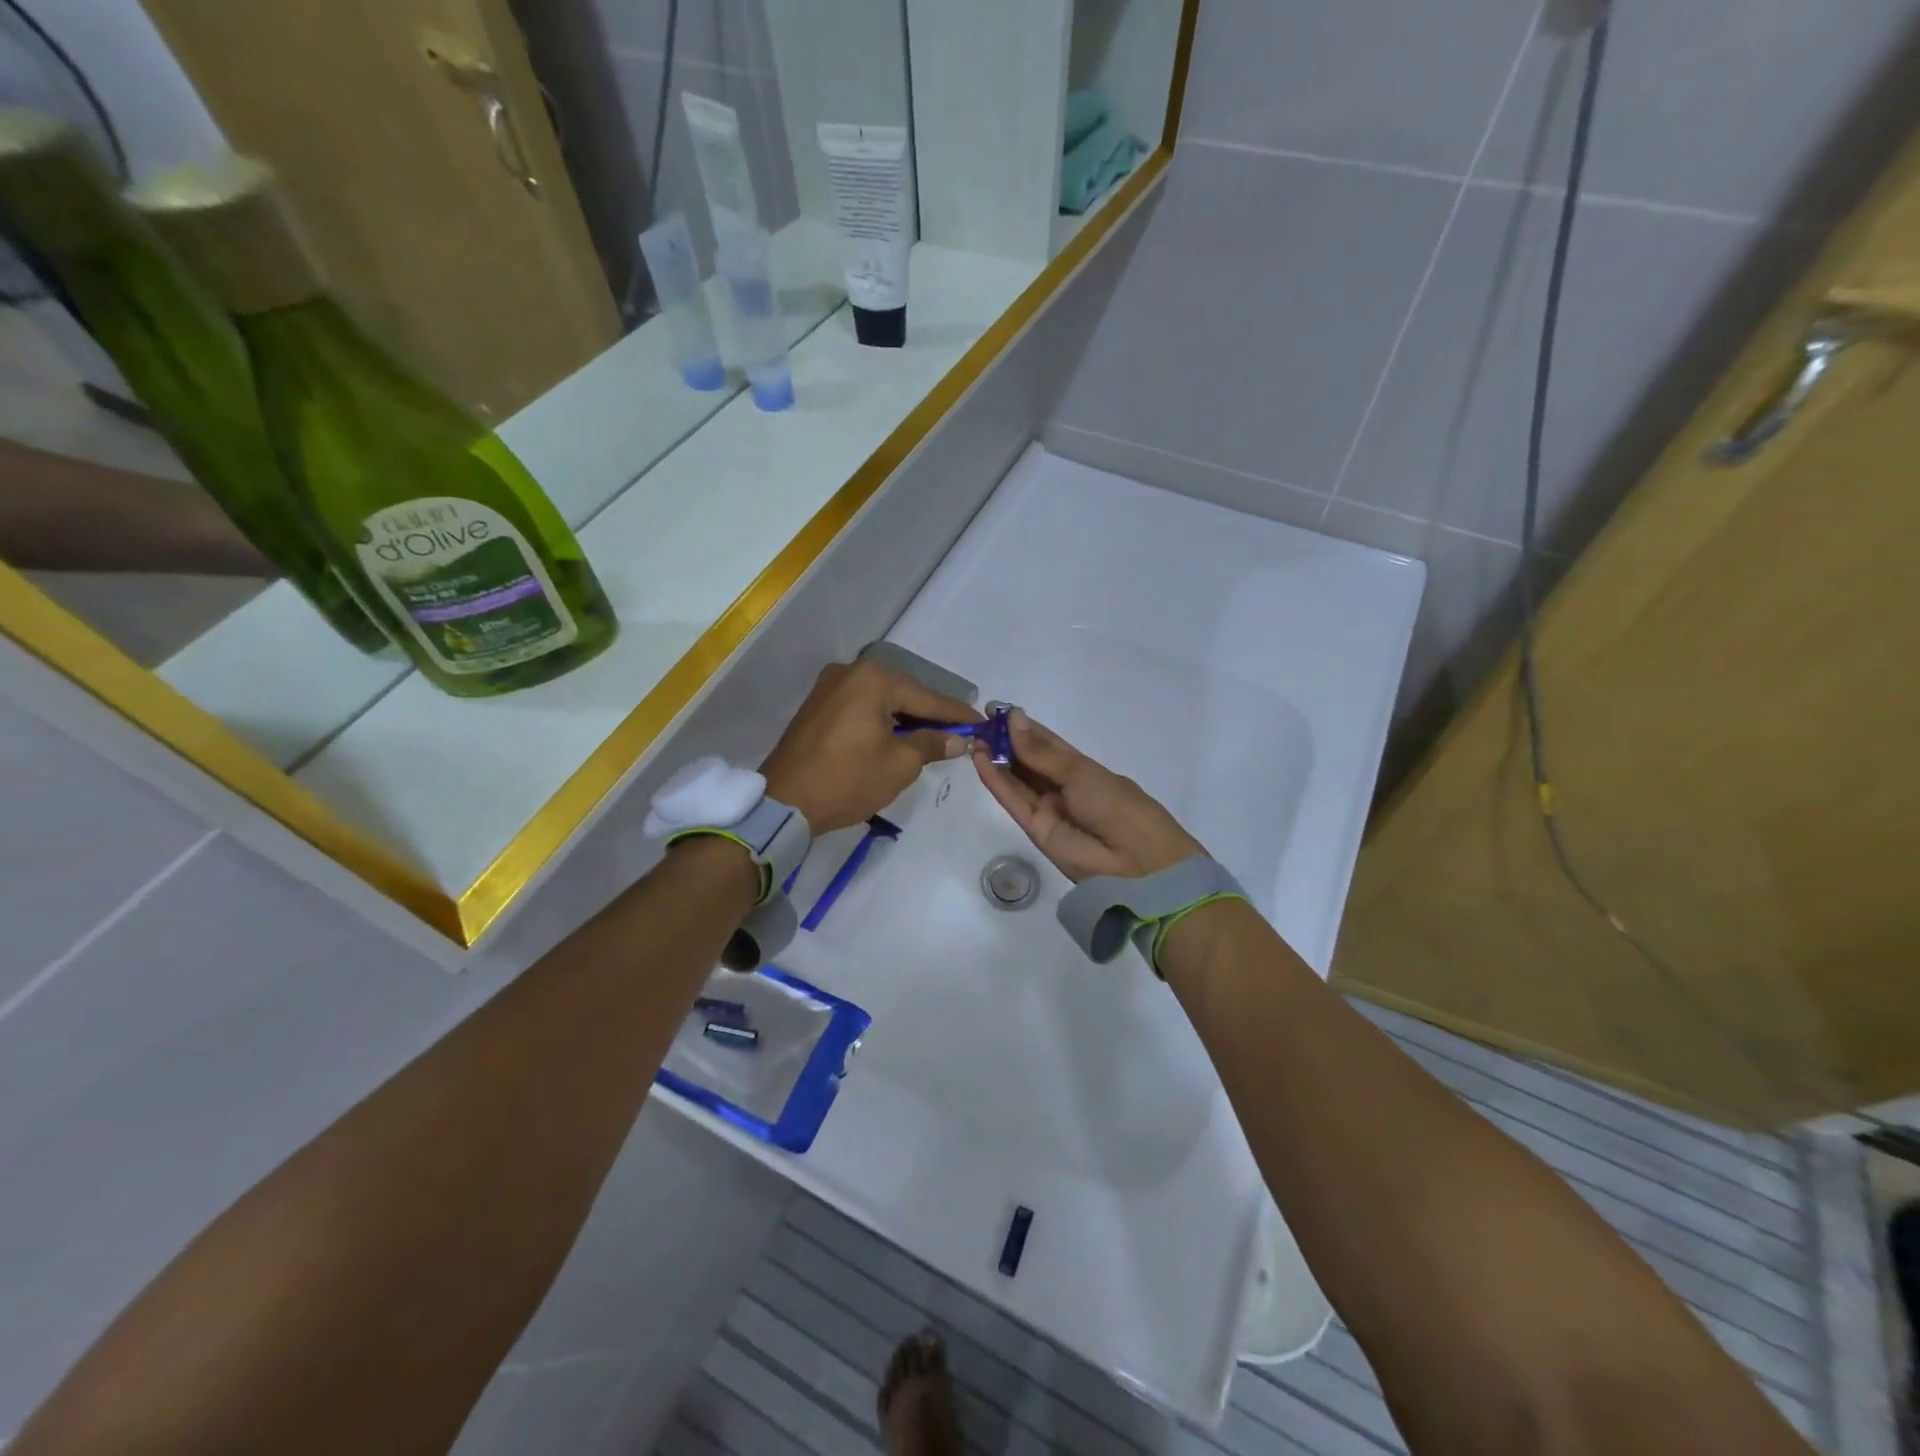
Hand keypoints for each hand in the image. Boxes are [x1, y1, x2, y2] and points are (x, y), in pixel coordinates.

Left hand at [761, 660, 978, 833]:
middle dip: (930, 714)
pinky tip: (897, 737)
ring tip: (932, 737)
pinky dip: (881, 721)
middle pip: (903, 693)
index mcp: (872, 679)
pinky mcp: (816, 707)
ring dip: (905, 718)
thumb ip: (931, 744)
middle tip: (959, 731)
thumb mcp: (899, 764)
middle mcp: (849, 673)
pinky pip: (860, 708)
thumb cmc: (847, 780)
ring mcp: (828, 688)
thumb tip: (957, 739)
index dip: (956, 713)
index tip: (981, 721)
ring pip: (880, 700)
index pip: (926, 697)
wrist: (784, 803)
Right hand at [973, 710, 1203, 881]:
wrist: (1134, 859)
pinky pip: (1013, 801)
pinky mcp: (1034, 829)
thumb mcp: (1079, 772)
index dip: (1021, 726)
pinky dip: (996, 781)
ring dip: (995, 759)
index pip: (1045, 742)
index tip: (996, 709)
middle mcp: (1061, 786)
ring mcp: (1047, 808)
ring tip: (973, 737)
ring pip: (1016, 780)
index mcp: (1080, 768)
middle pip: (1027, 761)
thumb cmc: (1116, 803)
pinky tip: (980, 760)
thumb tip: (1013, 719)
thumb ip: (1040, 752)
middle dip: (1004, 741)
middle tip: (978, 721)